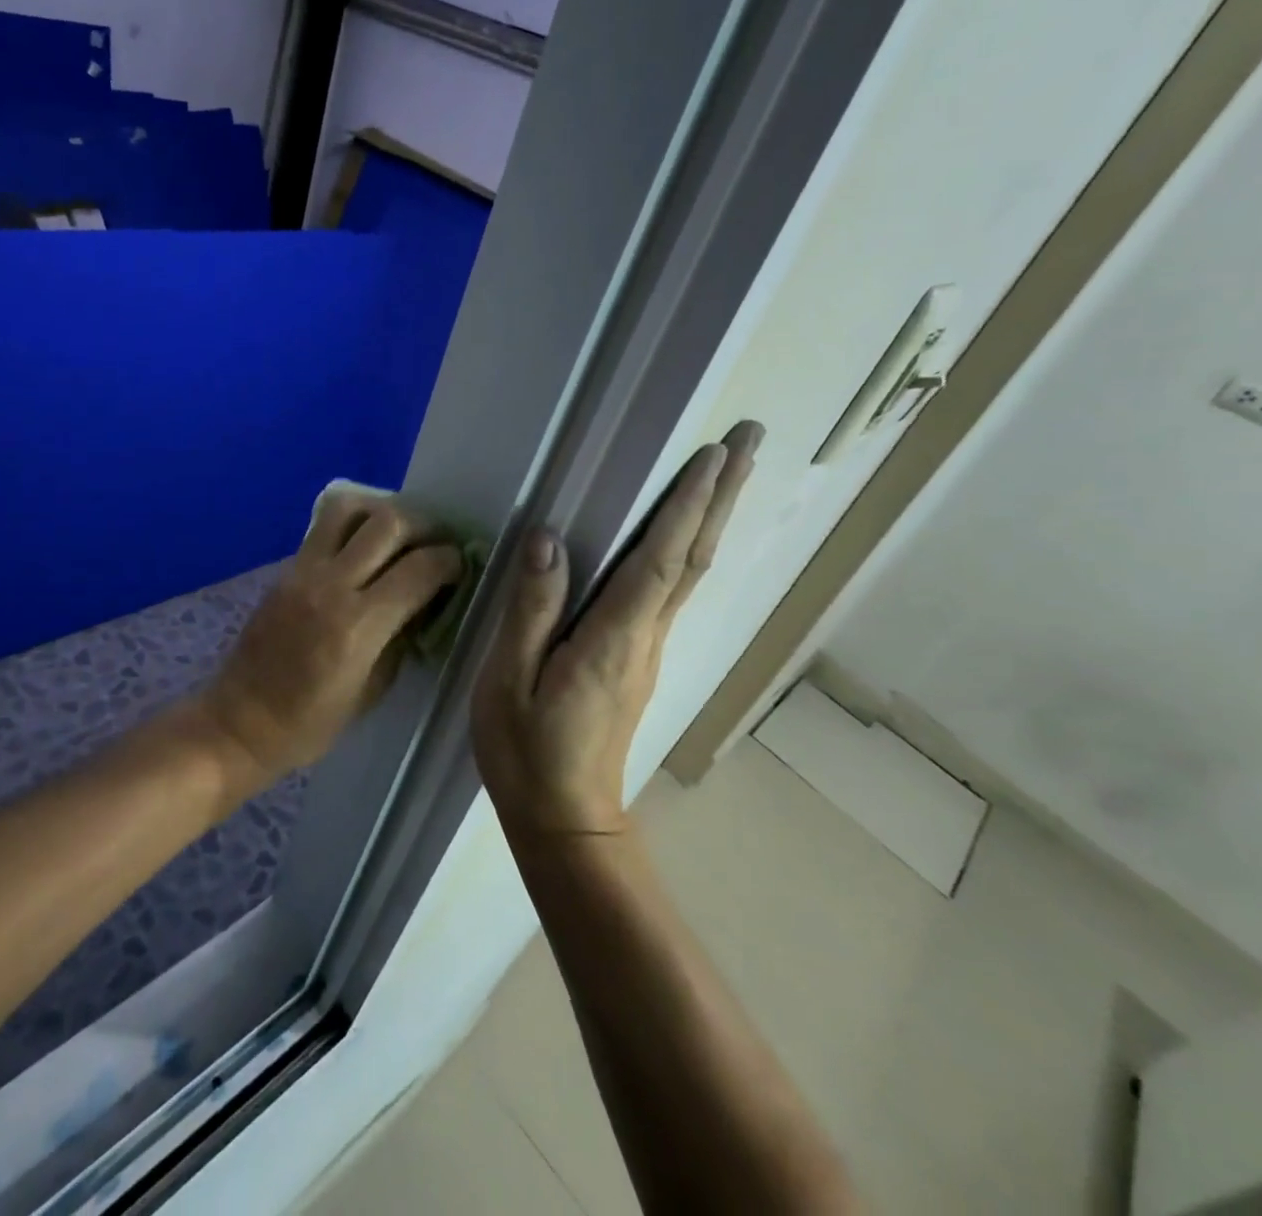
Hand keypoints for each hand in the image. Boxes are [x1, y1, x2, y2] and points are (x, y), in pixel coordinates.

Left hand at [201, 492, 463, 791]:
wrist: (239, 722)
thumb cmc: (310, 723)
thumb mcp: (372, 691)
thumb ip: (401, 639)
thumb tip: (425, 603)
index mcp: (358, 626)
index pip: (419, 569)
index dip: (450, 560)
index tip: (460, 565)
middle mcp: (332, 586)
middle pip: (389, 523)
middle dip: (424, 525)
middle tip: (436, 542)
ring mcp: (303, 571)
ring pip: (349, 508)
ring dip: (383, 510)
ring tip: (398, 532)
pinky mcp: (286, 568)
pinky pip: (323, 526)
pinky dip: (353, 524)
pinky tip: (364, 546)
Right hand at [472, 424, 762, 835]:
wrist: (566, 820)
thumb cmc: (528, 751)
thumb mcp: (509, 680)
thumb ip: (531, 610)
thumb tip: (548, 540)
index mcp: (614, 638)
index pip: (660, 559)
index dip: (688, 506)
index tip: (716, 455)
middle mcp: (646, 637)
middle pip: (693, 557)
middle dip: (722, 497)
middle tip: (751, 441)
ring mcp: (648, 650)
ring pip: (690, 573)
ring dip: (712, 518)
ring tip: (731, 472)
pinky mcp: (640, 661)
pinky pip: (673, 591)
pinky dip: (688, 549)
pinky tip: (685, 536)